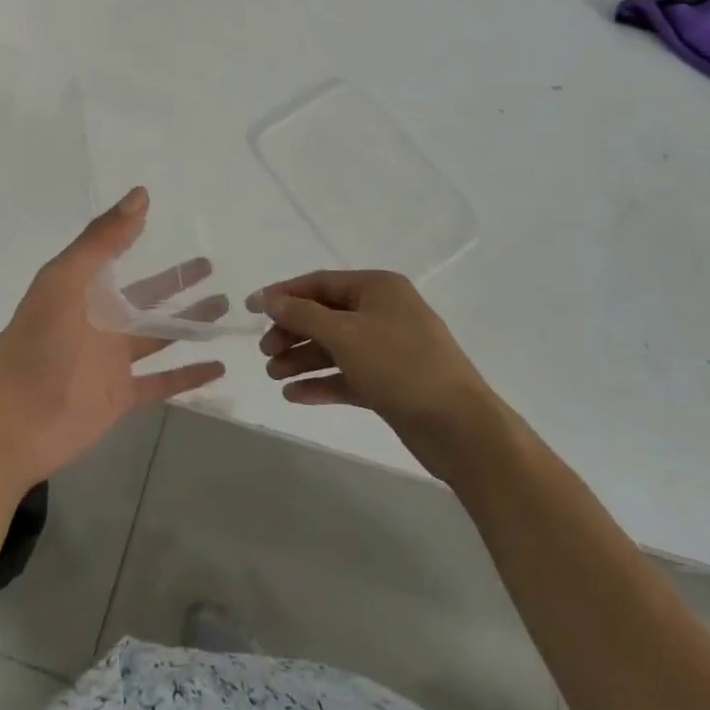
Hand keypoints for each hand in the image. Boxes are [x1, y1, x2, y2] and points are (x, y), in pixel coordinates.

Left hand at [0, 188, 226, 492]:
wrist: (16, 423)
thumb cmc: (38, 345)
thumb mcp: (65, 281)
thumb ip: (101, 241)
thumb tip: (139, 195)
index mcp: (82, 291)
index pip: (114, 255)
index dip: (133, 234)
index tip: (163, 216)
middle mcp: (100, 321)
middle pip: (148, 295)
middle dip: (177, 280)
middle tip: (211, 265)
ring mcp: (113, 360)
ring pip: (161, 334)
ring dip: (192, 321)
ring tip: (225, 305)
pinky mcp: (122, 395)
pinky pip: (164, 382)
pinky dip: (191, 375)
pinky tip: (219, 365)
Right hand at [247, 270, 504, 482]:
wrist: (459, 427)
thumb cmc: (400, 366)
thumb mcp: (345, 334)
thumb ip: (303, 314)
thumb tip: (271, 299)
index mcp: (378, 288)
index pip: (320, 283)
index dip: (283, 294)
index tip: (250, 309)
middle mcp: (383, 312)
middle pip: (325, 315)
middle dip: (292, 331)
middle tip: (265, 352)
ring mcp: (388, 348)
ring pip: (335, 347)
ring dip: (302, 359)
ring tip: (273, 376)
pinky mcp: (390, 382)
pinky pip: (347, 375)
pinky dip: (322, 383)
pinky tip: (295, 396)